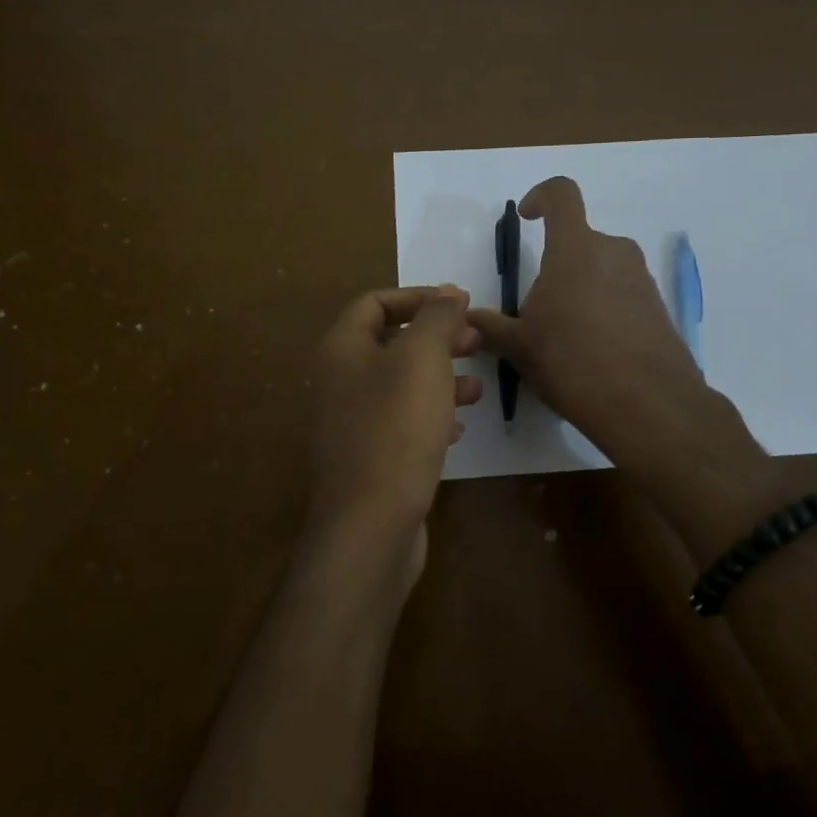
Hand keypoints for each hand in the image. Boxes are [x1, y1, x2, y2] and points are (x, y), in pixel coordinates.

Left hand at [304, 286, 481, 590]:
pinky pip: (401, 422)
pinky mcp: (369, 457)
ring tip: (477, 387)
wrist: (370, 524)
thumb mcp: (422, 359)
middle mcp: (339, 381)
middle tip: (476, 342)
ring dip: (439, 377)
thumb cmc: (396, 428)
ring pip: (400, 385)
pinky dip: (431, 415)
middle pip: (390, 343)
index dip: (417, 297)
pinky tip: (459, 427)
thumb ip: (436, 318)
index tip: (460, 305)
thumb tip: (448, 293)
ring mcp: (351, 423)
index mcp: (342, 349)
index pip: (375, 302)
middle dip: (436, 339)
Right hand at [465, 179, 711, 461]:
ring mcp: (642, 279)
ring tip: (566, 337)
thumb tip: (468, 318)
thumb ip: (490, 327)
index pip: (562, 194)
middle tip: (540, 309)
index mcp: (576, 248)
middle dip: (558, 265)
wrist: (646, 404)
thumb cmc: (571, 362)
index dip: (542, 196)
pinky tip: (595, 353)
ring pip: (603, 269)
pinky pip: (624, 294)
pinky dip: (605, 310)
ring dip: (582, 289)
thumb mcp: (520, 347)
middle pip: (581, 241)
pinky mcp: (659, 308)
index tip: (528, 217)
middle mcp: (614, 252)